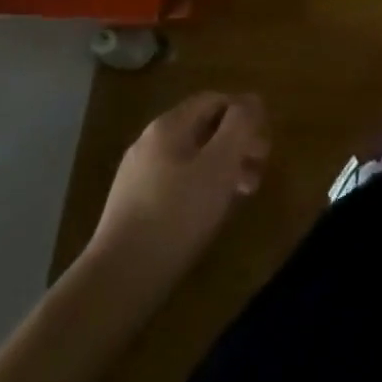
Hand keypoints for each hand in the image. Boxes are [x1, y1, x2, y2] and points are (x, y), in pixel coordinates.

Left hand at [86, 92, 269, 292]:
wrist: (117, 281)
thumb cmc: (176, 215)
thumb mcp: (219, 164)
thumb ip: (240, 125)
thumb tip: (252, 99)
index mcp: (169, 125)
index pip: (216, 100)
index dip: (245, 114)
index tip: (264, 143)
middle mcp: (150, 142)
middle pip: (205, 128)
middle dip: (237, 143)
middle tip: (260, 169)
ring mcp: (138, 175)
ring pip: (193, 157)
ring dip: (224, 167)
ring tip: (244, 193)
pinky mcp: (134, 206)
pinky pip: (177, 182)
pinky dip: (202, 187)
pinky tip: (212, 212)